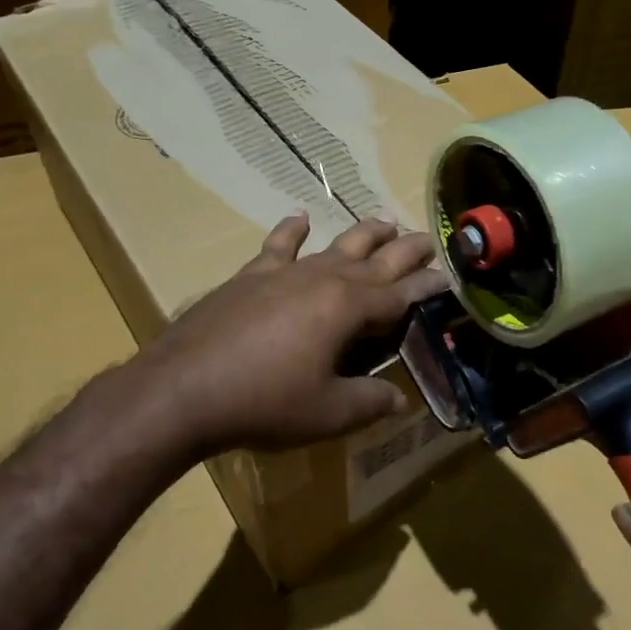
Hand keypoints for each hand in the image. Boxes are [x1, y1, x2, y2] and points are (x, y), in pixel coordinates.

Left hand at [134, 214, 448, 457]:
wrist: (182, 388)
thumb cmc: (263, 402)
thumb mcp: (327, 413)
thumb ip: (369, 402)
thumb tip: (399, 400)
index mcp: (348, 307)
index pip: (400, 293)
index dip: (427, 285)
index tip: (448, 276)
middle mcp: (323, 279)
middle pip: (374, 258)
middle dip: (405, 249)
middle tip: (428, 238)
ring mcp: (285, 273)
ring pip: (335, 244)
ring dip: (363, 233)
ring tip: (385, 220)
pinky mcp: (251, 276)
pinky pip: (278, 245)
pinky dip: (292, 229)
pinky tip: (300, 216)